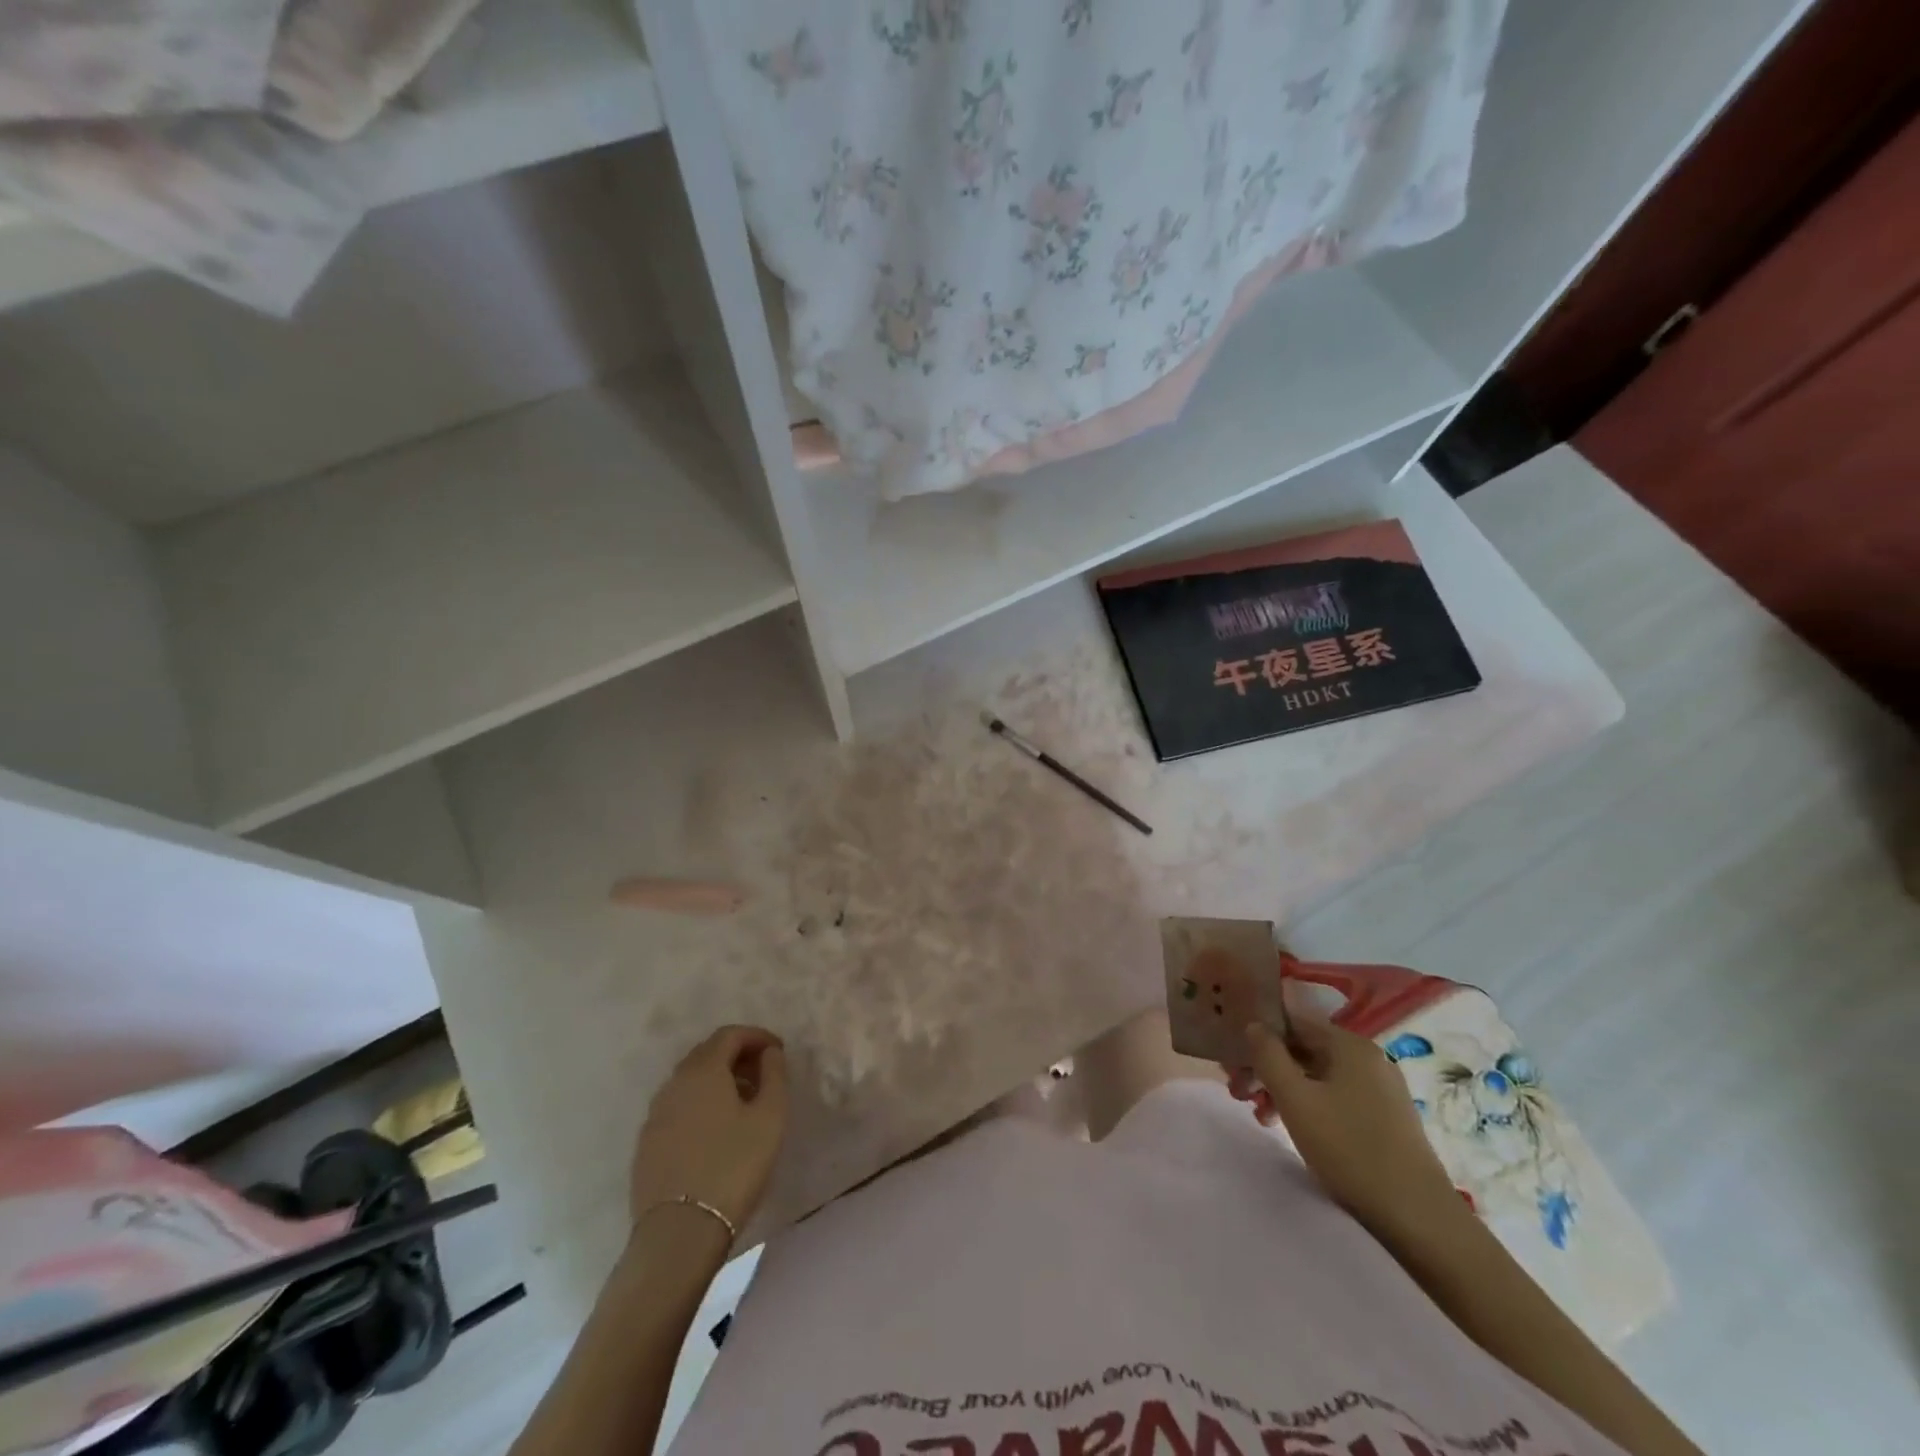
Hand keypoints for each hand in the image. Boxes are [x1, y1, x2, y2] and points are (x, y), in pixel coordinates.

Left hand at [630, 1025, 787, 1241]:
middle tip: (762, 1073)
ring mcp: (655, 1115)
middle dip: (736, 1055)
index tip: (778, 1051)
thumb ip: (774, 1075)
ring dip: (717, 1080)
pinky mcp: (647, 1144)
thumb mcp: (770, 1117)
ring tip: (743, 1102)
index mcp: (703, 1070)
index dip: (756, 1036)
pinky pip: (678, 1107)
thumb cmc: (734, 1167)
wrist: (679, 1233)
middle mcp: (674, 1084)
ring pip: (689, 1081)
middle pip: (706, 1053)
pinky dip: (699, 1104)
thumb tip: (769, 1053)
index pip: (729, 1035)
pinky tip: (716, 1130)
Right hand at [1230, 1014, 1466, 1246]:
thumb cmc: (1350, 1149)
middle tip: (1238, 1094)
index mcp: (1349, 1045)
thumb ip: (1268, 1055)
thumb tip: (1254, 1024)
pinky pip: (1335, 1097)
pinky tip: (1293, 1129)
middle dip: (1266, 1068)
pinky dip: (1309, 1106)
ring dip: (1283, 1090)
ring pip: (1317, 1077)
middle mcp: (1368, 1058)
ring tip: (1261, 1118)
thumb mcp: (1295, 1099)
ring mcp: (1380, 1089)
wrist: (1419, 1219)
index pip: (1292, 1022)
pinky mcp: (1385, 1118)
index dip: (1257, 1037)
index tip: (1232, 1061)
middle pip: (1303, 1050)